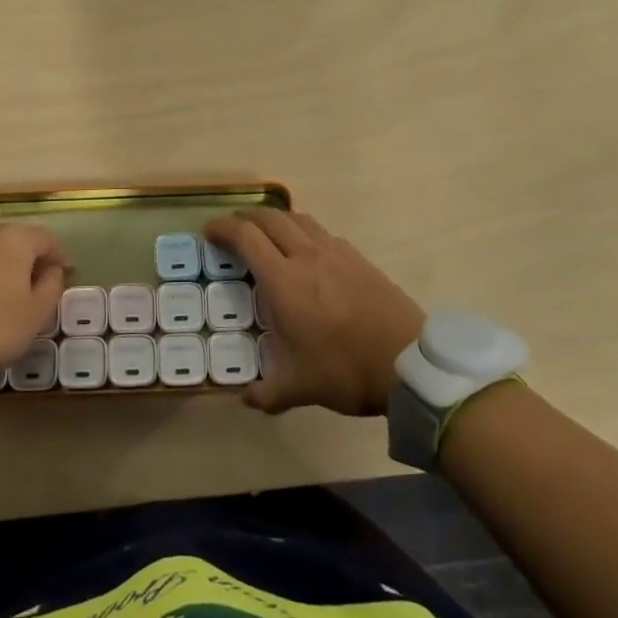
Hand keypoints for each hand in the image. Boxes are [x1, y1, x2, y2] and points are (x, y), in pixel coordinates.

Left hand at [0, 225, 66, 383]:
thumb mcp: (36, 313)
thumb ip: (52, 285)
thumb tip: (52, 269)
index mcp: (15, 239)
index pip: (48, 239)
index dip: (61, 258)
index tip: (67, 278)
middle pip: (20, 240)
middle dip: (34, 259)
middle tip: (43, 286)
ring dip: (9, 267)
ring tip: (15, 294)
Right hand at [204, 209, 424, 416]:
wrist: (408, 362)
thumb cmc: (345, 369)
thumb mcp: (300, 387)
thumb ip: (267, 393)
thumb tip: (246, 399)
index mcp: (283, 281)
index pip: (245, 237)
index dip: (222, 227)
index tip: (208, 232)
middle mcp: (306, 256)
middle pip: (269, 218)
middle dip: (244, 217)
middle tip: (232, 231)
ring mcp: (335, 252)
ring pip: (297, 218)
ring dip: (275, 219)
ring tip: (266, 234)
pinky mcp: (358, 257)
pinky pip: (322, 232)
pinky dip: (303, 232)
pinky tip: (306, 252)